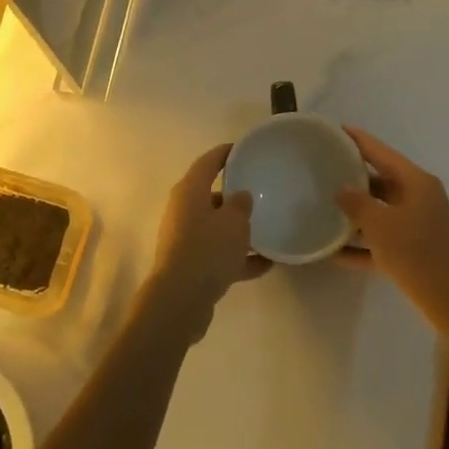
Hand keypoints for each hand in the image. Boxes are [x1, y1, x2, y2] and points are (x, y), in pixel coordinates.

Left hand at [151, 143, 272, 304]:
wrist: (181, 299)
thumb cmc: (207, 249)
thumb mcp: (234, 222)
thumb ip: (241, 205)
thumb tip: (240, 196)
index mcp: (189, 192)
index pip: (207, 163)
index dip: (224, 154)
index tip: (242, 149)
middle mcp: (183, 211)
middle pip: (211, 196)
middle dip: (234, 196)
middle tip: (260, 193)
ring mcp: (185, 239)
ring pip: (215, 227)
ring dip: (238, 231)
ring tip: (267, 231)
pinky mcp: (190, 265)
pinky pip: (218, 254)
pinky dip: (238, 258)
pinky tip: (266, 265)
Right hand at [334, 128, 448, 301]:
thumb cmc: (415, 252)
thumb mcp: (379, 223)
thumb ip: (356, 202)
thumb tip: (341, 189)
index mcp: (415, 182)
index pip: (381, 152)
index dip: (358, 140)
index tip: (335, 129)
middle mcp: (418, 198)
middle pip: (380, 180)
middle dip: (353, 177)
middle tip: (324, 169)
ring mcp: (417, 225)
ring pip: (380, 211)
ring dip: (355, 212)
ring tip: (323, 206)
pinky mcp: (413, 251)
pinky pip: (381, 241)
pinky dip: (361, 244)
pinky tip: (333, 253)